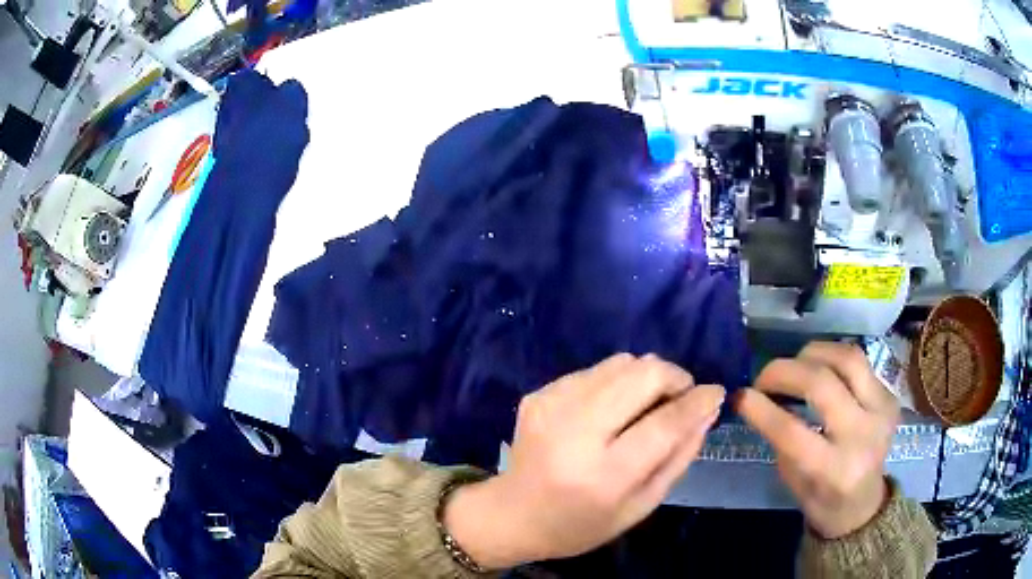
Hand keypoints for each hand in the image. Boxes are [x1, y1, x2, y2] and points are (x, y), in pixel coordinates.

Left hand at [444, 354, 724, 567]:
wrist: (512, 514)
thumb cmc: (582, 524)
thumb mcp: (640, 507)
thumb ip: (679, 458)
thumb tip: (707, 410)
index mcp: (603, 476)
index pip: (664, 424)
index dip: (697, 401)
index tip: (715, 391)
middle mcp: (574, 432)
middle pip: (642, 375)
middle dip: (674, 378)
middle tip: (680, 397)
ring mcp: (551, 406)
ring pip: (620, 363)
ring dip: (646, 377)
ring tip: (645, 405)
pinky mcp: (538, 393)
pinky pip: (595, 370)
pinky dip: (615, 383)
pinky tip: (610, 410)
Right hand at [736, 342, 899, 538]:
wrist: (864, 502)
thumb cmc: (821, 500)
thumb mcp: (792, 481)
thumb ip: (780, 439)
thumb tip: (757, 399)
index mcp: (834, 471)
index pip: (793, 432)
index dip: (761, 409)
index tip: (740, 395)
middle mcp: (863, 435)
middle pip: (822, 384)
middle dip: (783, 372)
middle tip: (763, 378)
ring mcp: (881, 410)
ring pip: (846, 358)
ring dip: (811, 354)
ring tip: (793, 366)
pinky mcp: (889, 394)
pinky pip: (857, 360)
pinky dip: (830, 357)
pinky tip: (817, 368)